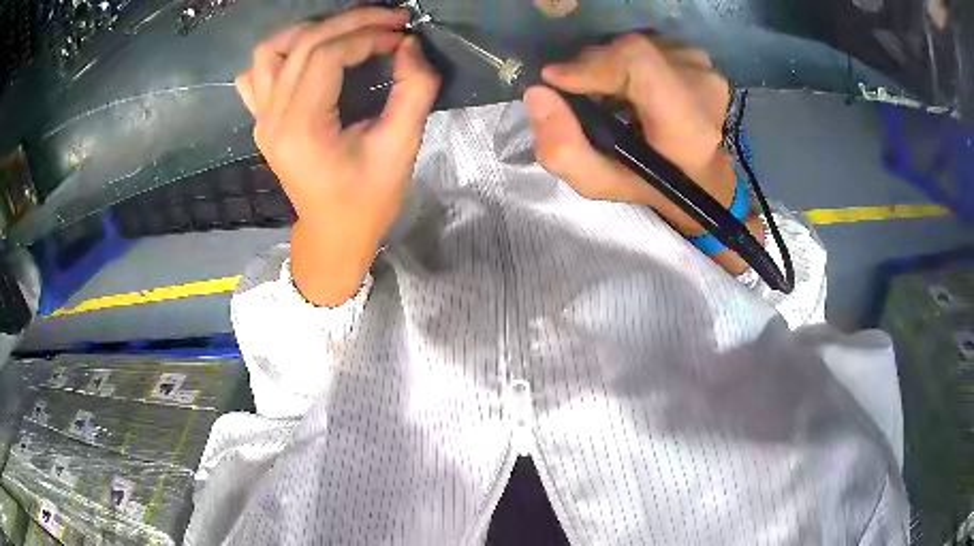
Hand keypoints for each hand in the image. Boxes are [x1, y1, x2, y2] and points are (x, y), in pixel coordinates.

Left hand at [236, 8, 439, 305]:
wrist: (333, 234)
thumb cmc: (368, 199)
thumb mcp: (401, 148)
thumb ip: (413, 90)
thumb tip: (409, 45)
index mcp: (301, 127)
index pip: (327, 55)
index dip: (368, 35)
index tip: (402, 36)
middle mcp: (272, 117)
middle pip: (303, 43)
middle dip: (350, 22)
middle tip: (389, 20)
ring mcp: (261, 119)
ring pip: (271, 51)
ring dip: (309, 31)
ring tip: (346, 31)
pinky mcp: (262, 121)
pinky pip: (256, 75)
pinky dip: (280, 55)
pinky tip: (306, 56)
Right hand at [524, 34, 734, 237]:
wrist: (705, 176)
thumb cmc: (656, 185)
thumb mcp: (604, 183)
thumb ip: (565, 150)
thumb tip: (537, 95)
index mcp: (687, 124)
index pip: (638, 62)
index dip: (592, 64)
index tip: (556, 80)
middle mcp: (702, 85)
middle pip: (630, 51)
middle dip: (592, 68)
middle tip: (582, 97)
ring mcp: (704, 67)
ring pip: (636, 46)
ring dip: (610, 65)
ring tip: (611, 95)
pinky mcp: (699, 57)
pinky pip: (650, 44)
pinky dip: (629, 60)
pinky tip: (633, 86)